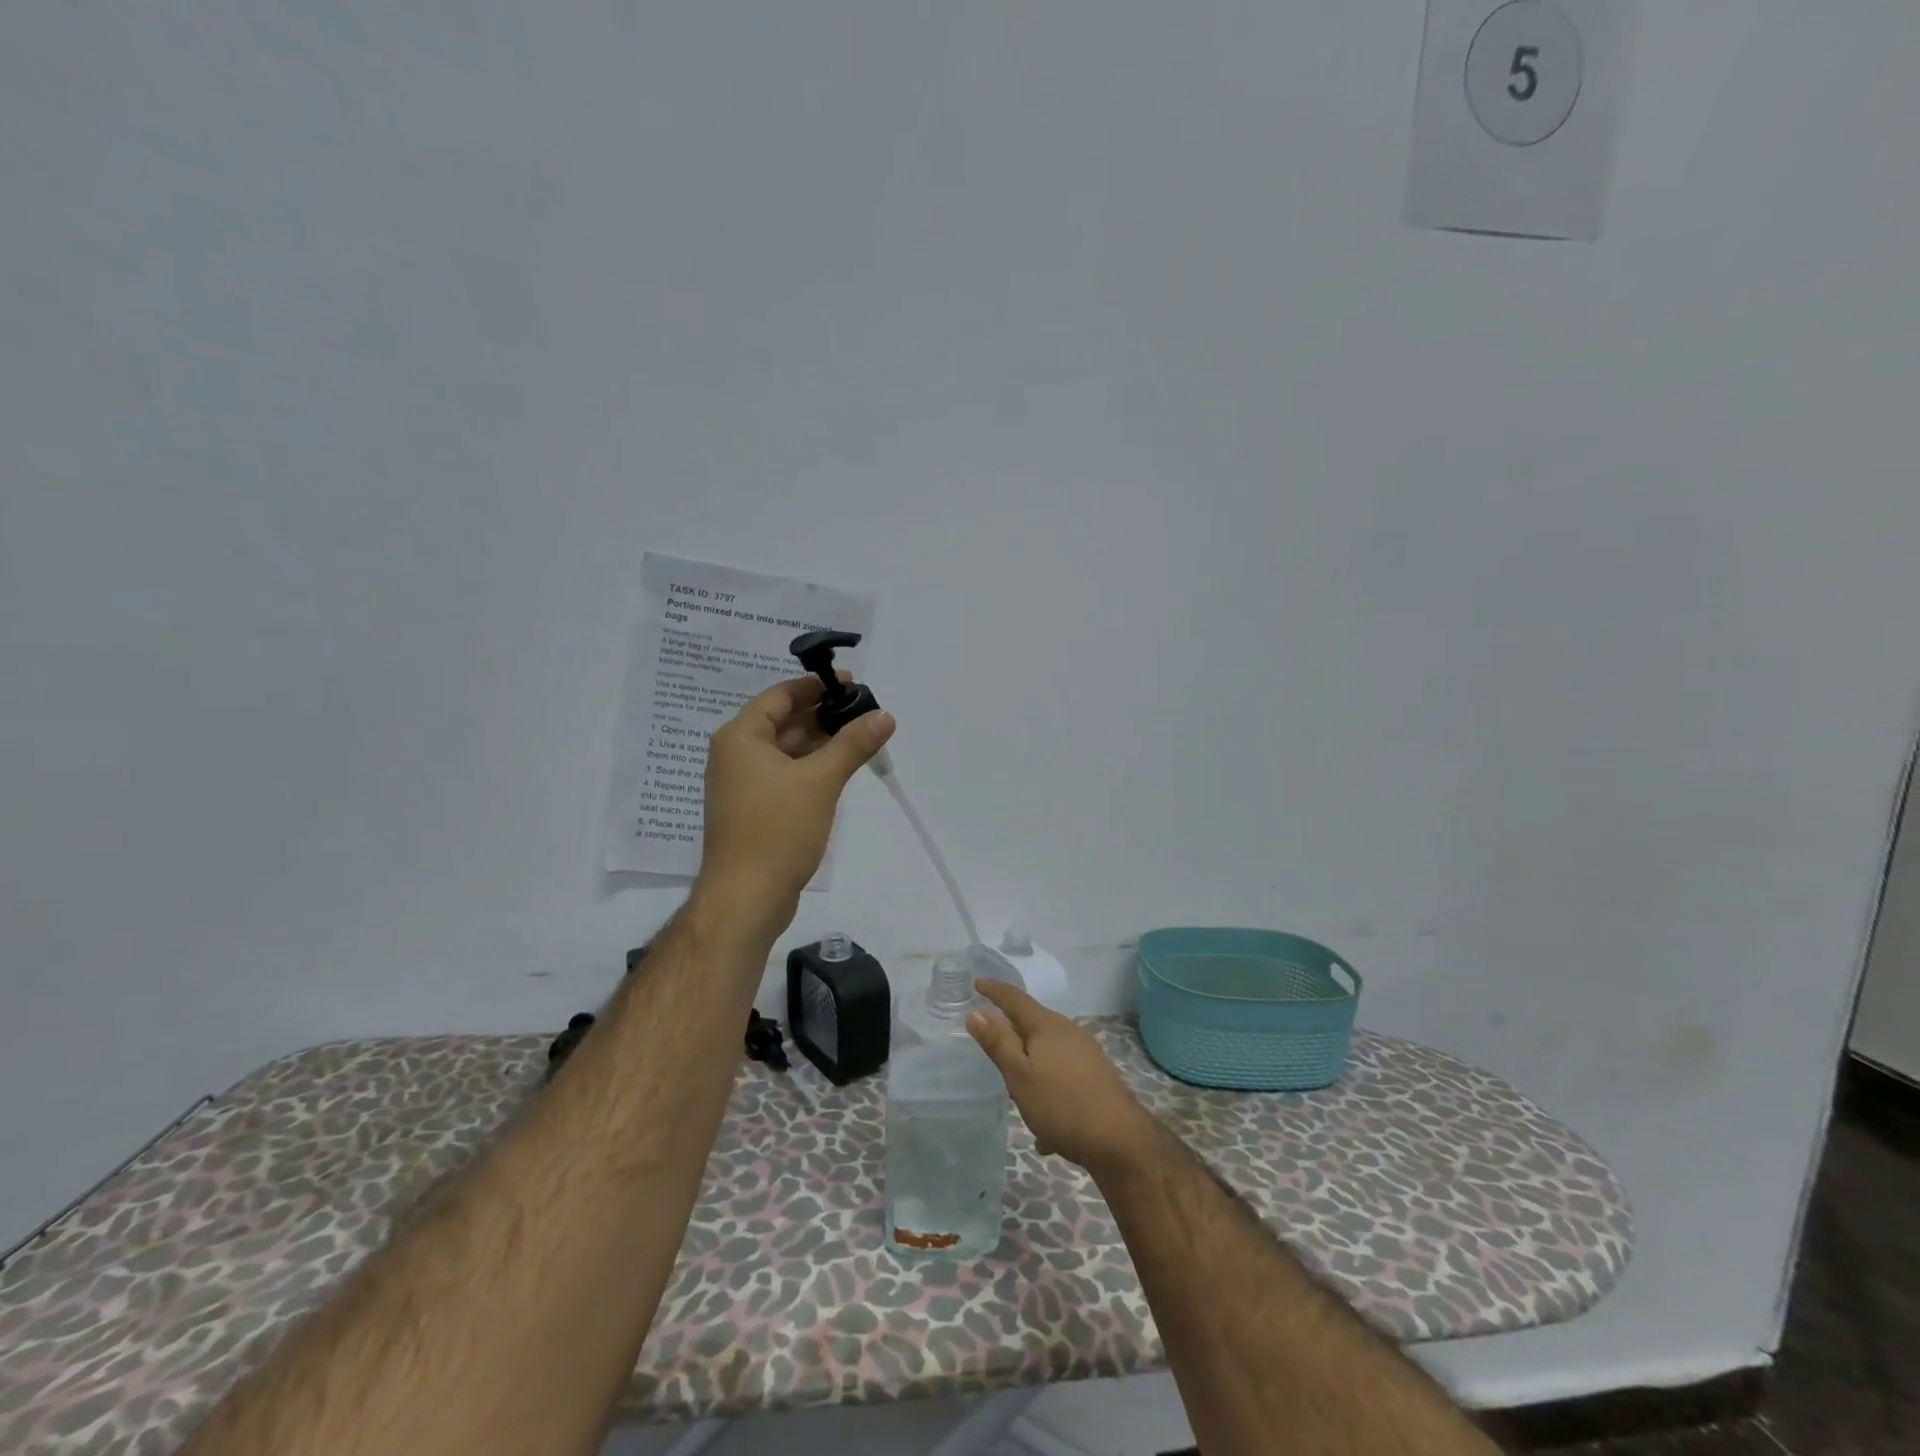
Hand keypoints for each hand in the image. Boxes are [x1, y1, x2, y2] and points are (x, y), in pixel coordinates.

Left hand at [697, 676, 894, 919]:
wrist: (746, 898)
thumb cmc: (777, 830)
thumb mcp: (820, 781)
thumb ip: (853, 744)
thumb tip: (884, 715)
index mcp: (741, 737)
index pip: (780, 695)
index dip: (816, 686)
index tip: (851, 683)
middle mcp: (736, 755)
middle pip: (784, 722)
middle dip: (824, 715)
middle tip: (865, 711)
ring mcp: (744, 784)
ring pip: (787, 751)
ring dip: (821, 743)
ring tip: (862, 737)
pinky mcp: (755, 810)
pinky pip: (786, 775)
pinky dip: (812, 768)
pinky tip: (841, 770)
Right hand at [967, 979, 1156, 1175]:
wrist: (1119, 1139)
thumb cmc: (1061, 1103)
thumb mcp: (1019, 1074)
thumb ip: (997, 1043)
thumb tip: (975, 1012)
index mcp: (1046, 1025)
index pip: (1014, 999)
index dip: (994, 990)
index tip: (977, 983)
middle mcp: (1068, 1031)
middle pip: (1032, 1024)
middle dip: (1011, 1033)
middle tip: (990, 1041)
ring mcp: (1085, 1053)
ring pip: (1047, 1054)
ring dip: (1030, 1068)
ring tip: (1017, 1095)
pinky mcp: (1095, 1077)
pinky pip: (1061, 1078)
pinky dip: (1048, 1093)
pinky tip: (1046, 1133)